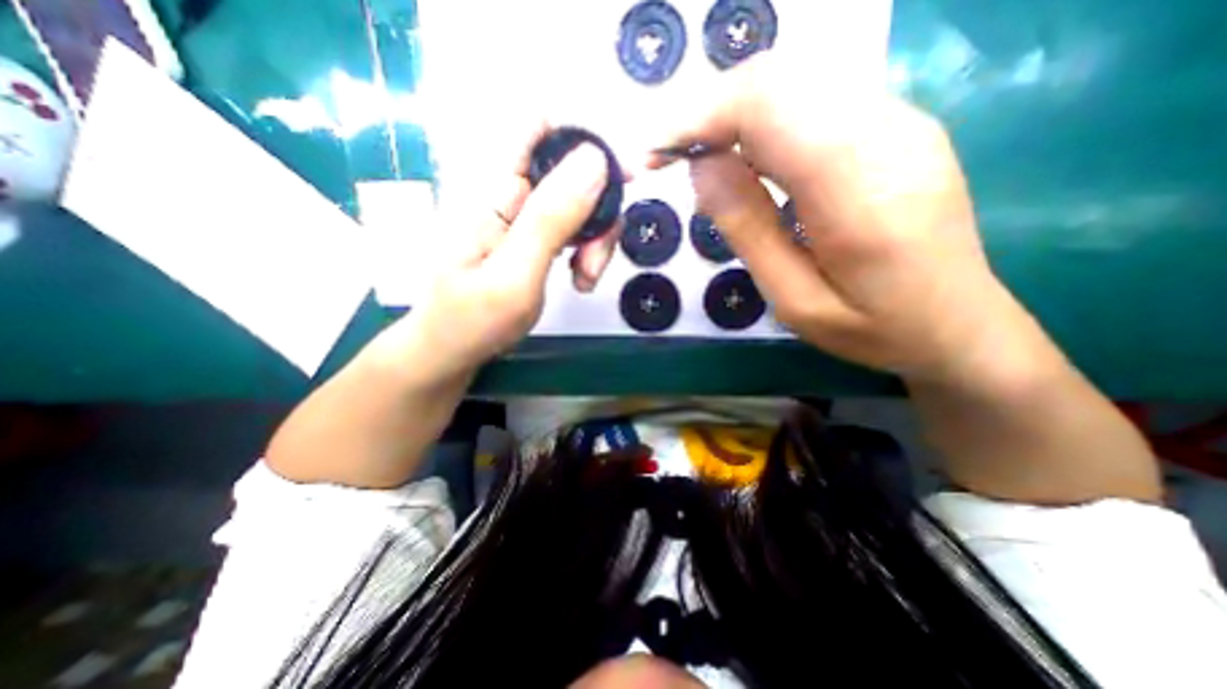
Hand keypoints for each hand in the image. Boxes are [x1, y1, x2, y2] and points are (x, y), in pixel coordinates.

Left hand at [382, 124, 624, 382]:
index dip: (586, 142)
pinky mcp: (533, 240)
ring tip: (585, 279)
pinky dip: (587, 252)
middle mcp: (511, 195)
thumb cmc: (473, 321)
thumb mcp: (515, 274)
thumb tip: (594, 160)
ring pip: (580, 205)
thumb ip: (551, 218)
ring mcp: (524, 219)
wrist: (451, 353)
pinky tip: (580, 280)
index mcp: (495, 191)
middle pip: (573, 173)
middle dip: (598, 211)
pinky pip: (574, 230)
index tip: (622, 177)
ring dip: (595, 239)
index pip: (540, 129)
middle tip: (594, 260)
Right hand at [651, 55, 1032, 387]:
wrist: (960, 324)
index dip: (699, 118)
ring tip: (703, 162)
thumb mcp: (794, 300)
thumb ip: (749, 229)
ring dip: (734, 116)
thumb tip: (702, 167)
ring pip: (795, 83)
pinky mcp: (898, 127)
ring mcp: (901, 122)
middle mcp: (887, 133)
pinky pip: (816, 101)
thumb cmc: (872, 328)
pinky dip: (765, 121)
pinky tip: (749, 161)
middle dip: (709, 112)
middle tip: (671, 158)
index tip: (656, 153)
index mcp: (858, 188)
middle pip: (778, 81)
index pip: (766, 107)